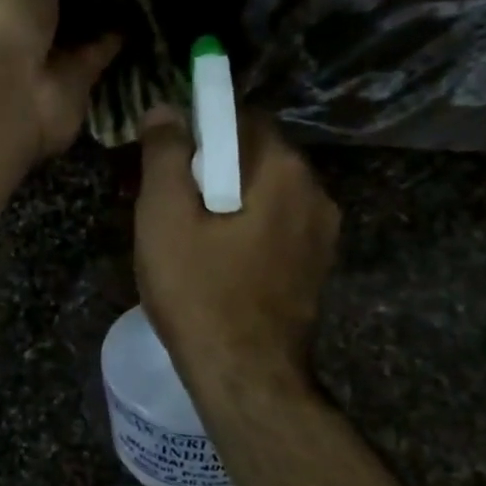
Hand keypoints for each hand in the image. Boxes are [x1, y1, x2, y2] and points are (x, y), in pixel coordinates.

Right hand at [135, 105, 340, 383]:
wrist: (245, 376)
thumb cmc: (198, 292)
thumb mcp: (164, 217)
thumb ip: (165, 154)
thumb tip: (165, 109)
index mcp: (282, 169)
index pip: (239, 115)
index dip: (196, 127)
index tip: (163, 158)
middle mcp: (315, 191)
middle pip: (253, 155)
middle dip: (209, 166)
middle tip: (166, 202)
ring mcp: (321, 233)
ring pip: (264, 193)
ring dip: (227, 199)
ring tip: (187, 236)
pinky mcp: (315, 266)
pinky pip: (275, 226)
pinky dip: (245, 227)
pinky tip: (216, 261)